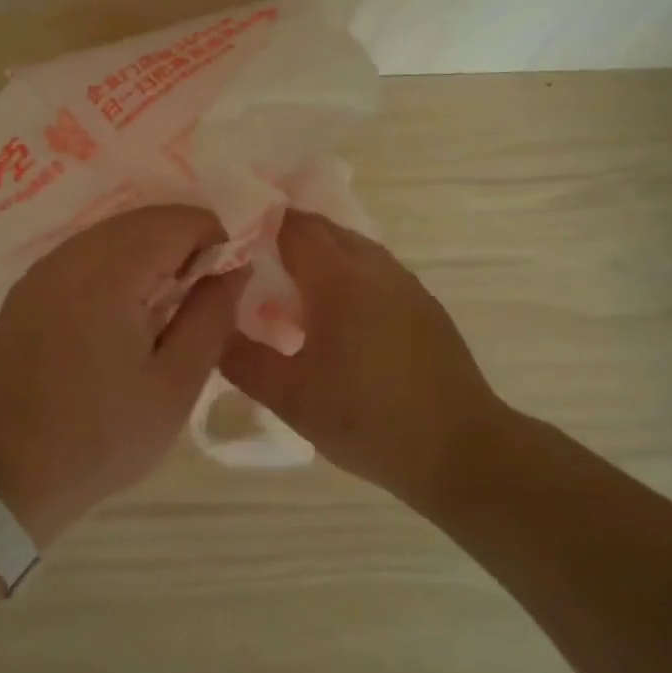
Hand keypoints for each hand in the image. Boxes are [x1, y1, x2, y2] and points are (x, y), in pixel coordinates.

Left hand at [0, 205, 244, 543]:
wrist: (10, 474)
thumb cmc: (103, 437)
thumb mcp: (175, 385)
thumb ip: (211, 317)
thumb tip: (234, 268)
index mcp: (109, 276)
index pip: (176, 222)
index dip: (214, 238)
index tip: (227, 280)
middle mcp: (70, 258)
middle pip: (142, 220)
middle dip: (182, 241)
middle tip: (202, 292)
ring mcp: (42, 271)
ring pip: (111, 232)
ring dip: (149, 250)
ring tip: (166, 301)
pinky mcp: (26, 289)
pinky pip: (83, 253)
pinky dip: (116, 262)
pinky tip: (123, 307)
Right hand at [220, 209, 501, 493]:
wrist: (460, 451)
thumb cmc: (368, 421)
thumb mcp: (290, 398)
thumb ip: (242, 360)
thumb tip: (211, 331)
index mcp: (340, 280)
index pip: (293, 226)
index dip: (258, 222)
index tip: (228, 238)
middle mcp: (376, 268)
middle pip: (324, 229)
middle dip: (285, 235)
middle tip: (250, 262)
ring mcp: (406, 285)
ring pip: (353, 248)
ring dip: (318, 255)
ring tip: (289, 289)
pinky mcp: (424, 306)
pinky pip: (375, 270)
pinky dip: (346, 274)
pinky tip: (335, 316)